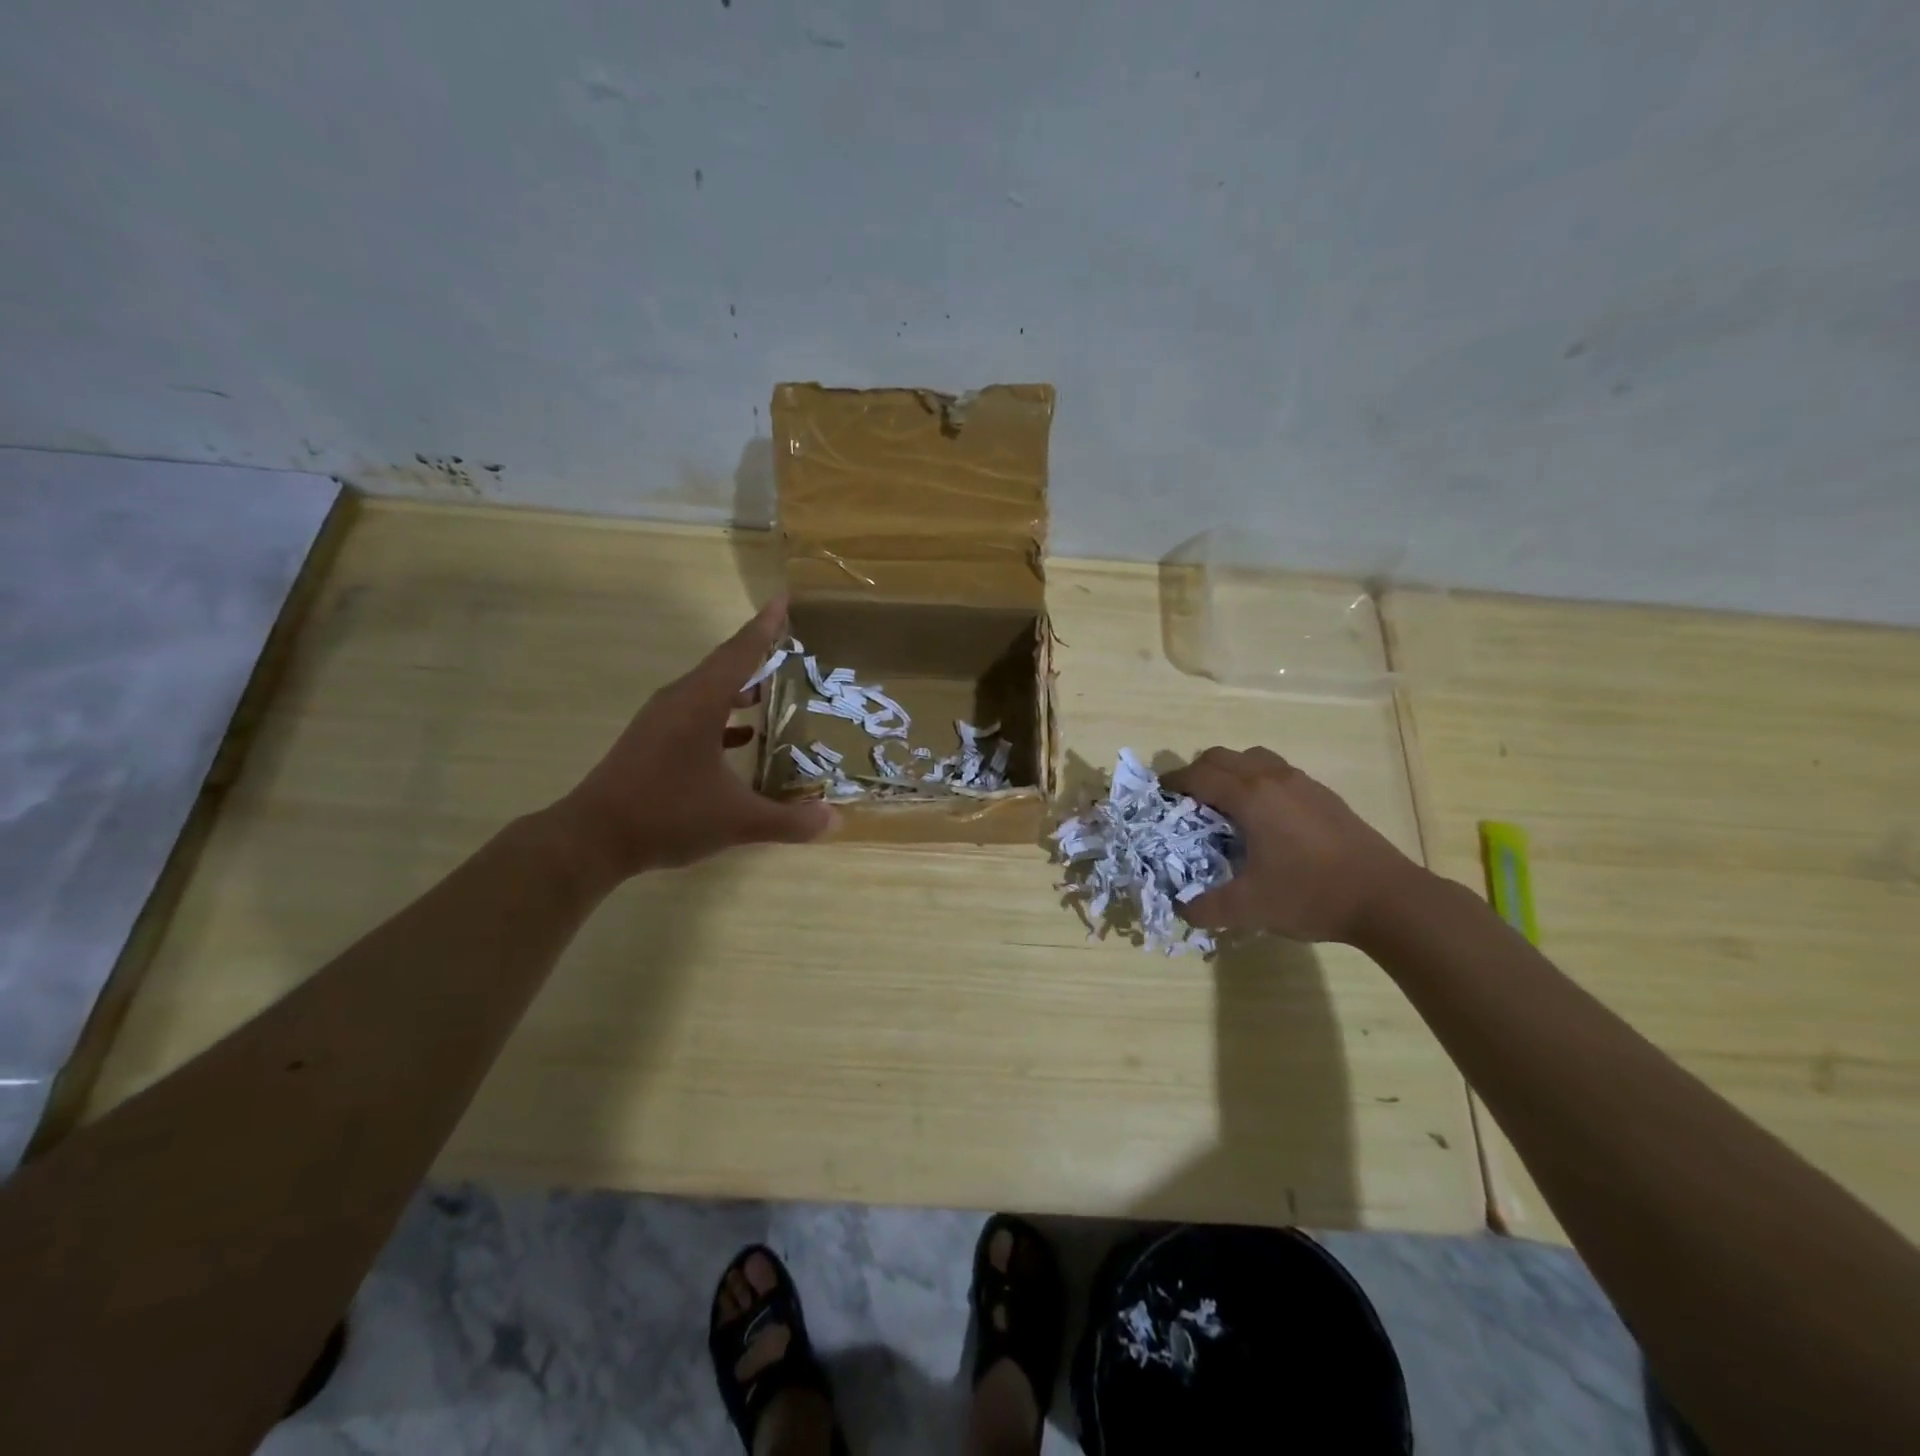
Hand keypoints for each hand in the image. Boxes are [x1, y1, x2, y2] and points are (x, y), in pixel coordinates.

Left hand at [551, 597, 835, 877]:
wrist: (593, 838)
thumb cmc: (667, 816)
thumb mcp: (737, 821)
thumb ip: (789, 821)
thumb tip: (834, 820)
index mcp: (700, 703)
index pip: (740, 653)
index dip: (765, 627)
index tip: (783, 599)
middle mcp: (679, 701)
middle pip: (724, 665)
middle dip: (758, 653)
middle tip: (792, 646)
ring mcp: (661, 720)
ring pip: (708, 689)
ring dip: (740, 686)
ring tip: (774, 689)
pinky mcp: (652, 740)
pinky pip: (696, 713)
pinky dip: (723, 715)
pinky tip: (743, 737)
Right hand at [1161, 746, 1420, 942]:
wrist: (1389, 899)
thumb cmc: (1312, 895)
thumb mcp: (1250, 908)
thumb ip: (1207, 907)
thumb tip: (1182, 908)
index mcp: (1251, 797)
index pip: (1200, 775)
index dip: (1174, 782)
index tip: (1159, 795)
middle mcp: (1274, 779)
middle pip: (1224, 757)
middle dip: (1198, 772)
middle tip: (1187, 801)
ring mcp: (1303, 784)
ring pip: (1254, 758)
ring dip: (1231, 772)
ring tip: (1224, 804)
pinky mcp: (1325, 796)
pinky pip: (1278, 772)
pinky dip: (1258, 781)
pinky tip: (1264, 818)